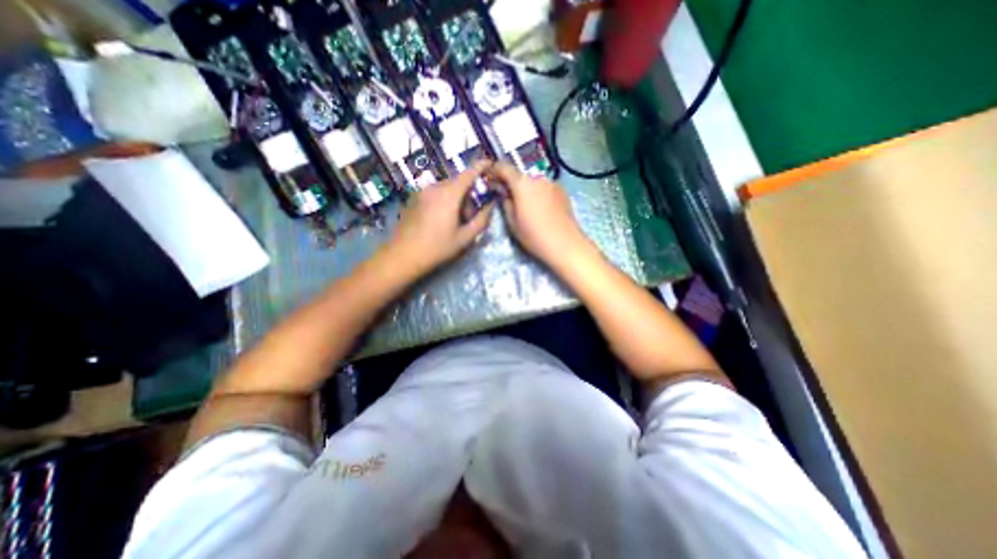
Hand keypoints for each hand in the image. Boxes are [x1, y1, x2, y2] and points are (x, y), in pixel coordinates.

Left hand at [389, 161, 498, 274]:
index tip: (490, 163)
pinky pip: (434, 194)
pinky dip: (443, 201)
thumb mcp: (465, 238)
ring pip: (446, 189)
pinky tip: (440, 221)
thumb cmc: (437, 248)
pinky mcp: (413, 198)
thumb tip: (491, 206)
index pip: (469, 173)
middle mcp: (434, 187)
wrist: (402, 256)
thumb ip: (481, 220)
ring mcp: (421, 192)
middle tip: (469, 218)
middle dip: (468, 196)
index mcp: (449, 194)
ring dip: (455, 200)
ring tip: (454, 223)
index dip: (481, 166)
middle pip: (458, 183)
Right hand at [488, 161, 585, 266]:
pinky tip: (540, 208)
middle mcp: (538, 177)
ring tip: (525, 204)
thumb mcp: (512, 222)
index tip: (490, 178)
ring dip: (526, 188)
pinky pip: (544, 187)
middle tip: (506, 195)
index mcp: (522, 183)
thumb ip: (505, 202)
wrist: (565, 243)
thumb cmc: (534, 235)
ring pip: (533, 180)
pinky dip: (538, 192)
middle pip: (520, 174)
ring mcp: (552, 182)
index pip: (504, 167)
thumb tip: (503, 192)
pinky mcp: (562, 191)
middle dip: (511, 182)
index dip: (494, 170)